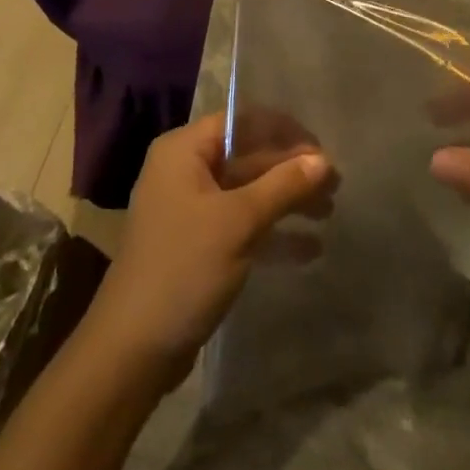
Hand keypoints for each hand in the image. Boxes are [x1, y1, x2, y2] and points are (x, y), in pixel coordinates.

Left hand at [80, 113, 332, 387]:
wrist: (133, 348)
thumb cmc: (184, 267)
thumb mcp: (239, 222)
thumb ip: (283, 186)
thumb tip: (324, 160)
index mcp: (184, 150)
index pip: (241, 121)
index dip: (285, 132)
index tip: (323, 152)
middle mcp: (184, 170)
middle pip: (247, 156)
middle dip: (290, 170)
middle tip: (336, 187)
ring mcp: (190, 209)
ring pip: (247, 192)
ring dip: (286, 200)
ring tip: (329, 212)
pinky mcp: (197, 244)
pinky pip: (240, 225)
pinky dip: (271, 232)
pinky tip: (309, 249)